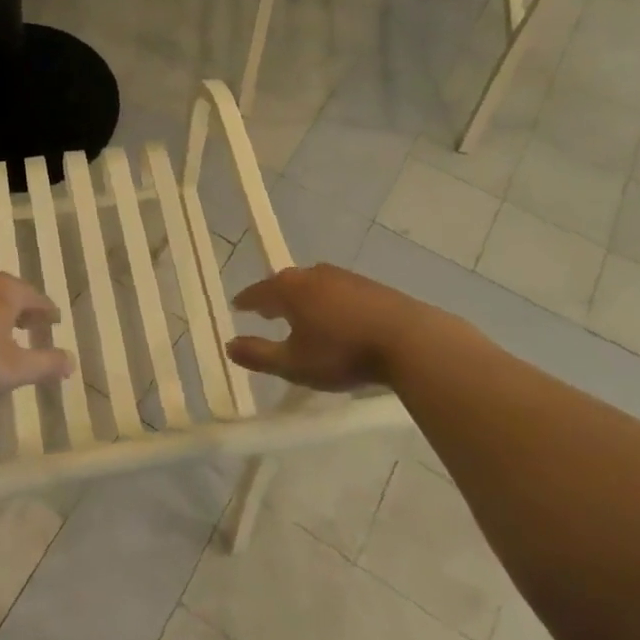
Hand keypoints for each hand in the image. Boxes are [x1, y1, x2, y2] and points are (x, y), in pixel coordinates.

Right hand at [227, 264, 466, 391]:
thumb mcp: (294, 364)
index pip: (258, 292)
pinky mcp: (370, 286)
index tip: (237, 305)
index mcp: (289, 290)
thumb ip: (259, 355)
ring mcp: (344, 277)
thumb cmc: (343, 353)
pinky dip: (327, 300)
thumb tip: (229, 346)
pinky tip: (335, 316)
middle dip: (273, 296)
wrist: (410, 341)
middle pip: (285, 282)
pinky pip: (337, 289)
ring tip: (299, 313)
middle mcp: (313, 275)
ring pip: (313, 284)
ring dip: (302, 297)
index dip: (246, 301)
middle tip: (266, 310)